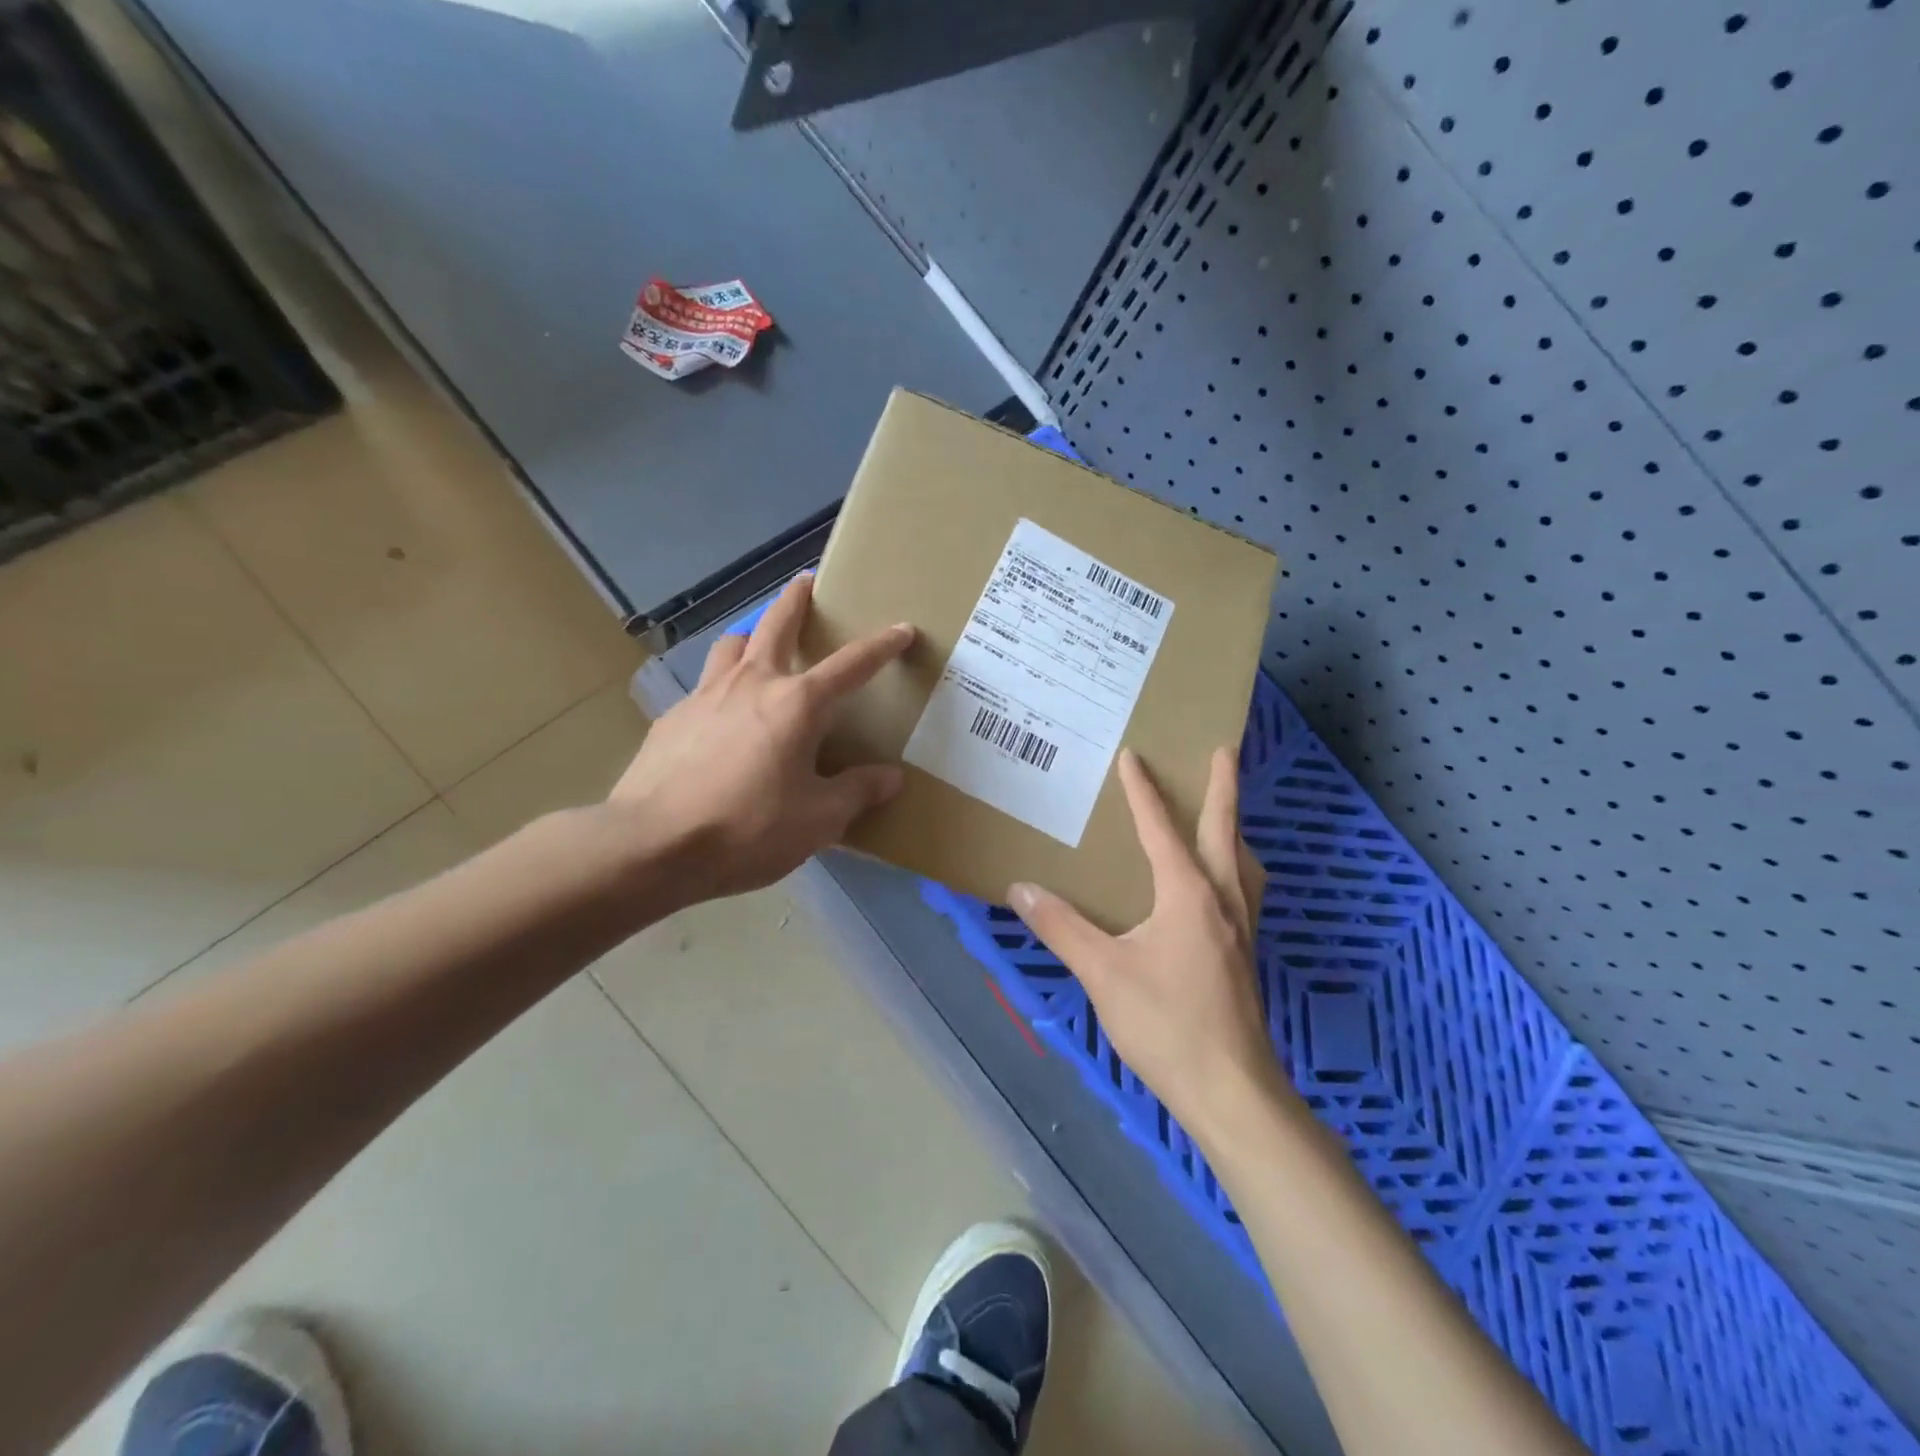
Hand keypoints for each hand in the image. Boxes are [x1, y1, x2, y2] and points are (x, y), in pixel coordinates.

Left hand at [610, 574, 913, 901]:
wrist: (653, 844)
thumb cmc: (749, 827)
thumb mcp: (819, 820)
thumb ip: (857, 792)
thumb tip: (891, 777)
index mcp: (797, 703)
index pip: (852, 665)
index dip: (882, 646)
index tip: (902, 629)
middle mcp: (752, 683)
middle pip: (777, 624)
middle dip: (796, 600)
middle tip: (806, 583)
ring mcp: (706, 695)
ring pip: (732, 646)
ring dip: (750, 636)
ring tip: (757, 647)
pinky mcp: (672, 718)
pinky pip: (704, 687)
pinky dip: (721, 687)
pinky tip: (720, 717)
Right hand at [1008, 748, 1290, 1136]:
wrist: (1231, 1091)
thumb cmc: (1166, 1024)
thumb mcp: (1103, 973)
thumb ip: (1061, 927)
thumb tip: (1020, 887)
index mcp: (1188, 893)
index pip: (1161, 829)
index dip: (1143, 792)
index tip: (1133, 756)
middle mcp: (1222, 900)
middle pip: (1224, 830)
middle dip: (1222, 787)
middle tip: (1222, 750)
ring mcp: (1240, 928)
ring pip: (1241, 861)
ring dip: (1232, 828)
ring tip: (1222, 813)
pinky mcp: (1244, 955)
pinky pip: (1242, 890)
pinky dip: (1233, 866)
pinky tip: (1217, 888)